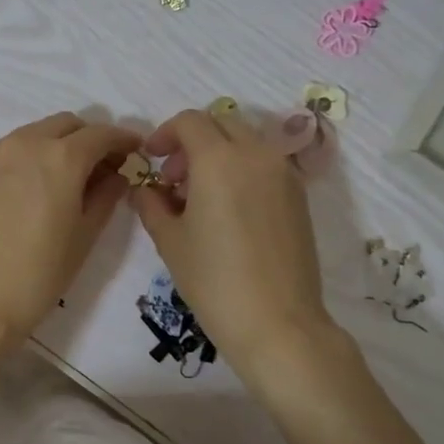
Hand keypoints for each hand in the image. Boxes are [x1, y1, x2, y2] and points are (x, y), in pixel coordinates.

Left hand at [0, 112, 141, 344]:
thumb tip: (117, 175)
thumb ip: (106, 196)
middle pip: (68, 125)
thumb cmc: (39, 272)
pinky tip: (37, 183)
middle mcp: (29, 142)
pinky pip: (14, 146)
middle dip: (90, 138)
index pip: (101, 135)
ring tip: (69, 176)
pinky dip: (33, 153)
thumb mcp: (84, 235)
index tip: (135, 150)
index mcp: (62, 157)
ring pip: (38, 131)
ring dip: (60, 143)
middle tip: (103, 167)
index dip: (123, 140)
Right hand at [128, 107, 332, 377]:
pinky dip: (241, 169)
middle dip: (191, 141)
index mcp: (219, 159)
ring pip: (245, 141)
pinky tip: (227, 210)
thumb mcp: (170, 241)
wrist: (278, 322)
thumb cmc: (214, 281)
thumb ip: (151, 204)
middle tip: (172, 178)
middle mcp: (256, 154)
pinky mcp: (299, 195)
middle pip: (220, 123)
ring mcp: (283, 173)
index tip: (150, 159)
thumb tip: (145, 190)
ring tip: (199, 196)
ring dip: (218, 153)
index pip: (190, 121)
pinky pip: (264, 163)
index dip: (164, 134)